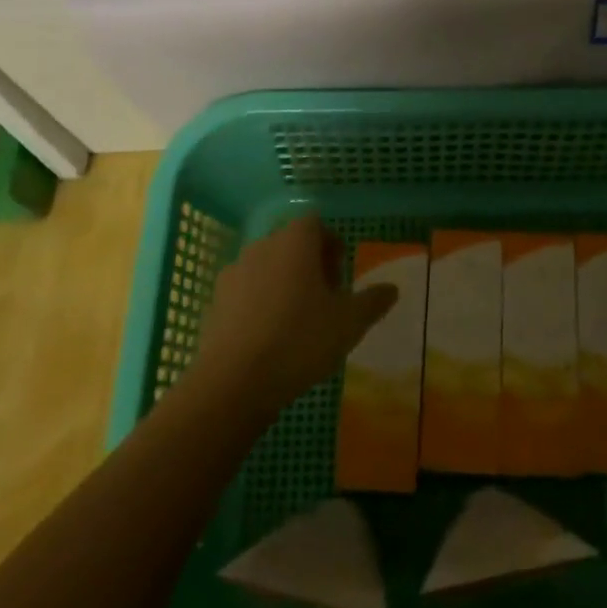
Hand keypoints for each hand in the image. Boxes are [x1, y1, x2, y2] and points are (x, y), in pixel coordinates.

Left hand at [186, 214, 397, 425]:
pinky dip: (260, 305)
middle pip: (290, 244)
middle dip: (310, 265)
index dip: (331, 245)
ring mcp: (233, 274)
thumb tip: (392, 289)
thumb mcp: (350, 323)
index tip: (341, 276)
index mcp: (294, 242)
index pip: (315, 224)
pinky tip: (271, 338)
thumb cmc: (300, 340)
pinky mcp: (215, 303)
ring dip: (284, 284)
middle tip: (327, 300)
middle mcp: (261, 247)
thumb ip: (373, 301)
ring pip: (267, 268)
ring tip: (299, 321)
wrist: (233, 382)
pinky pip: (246, 293)